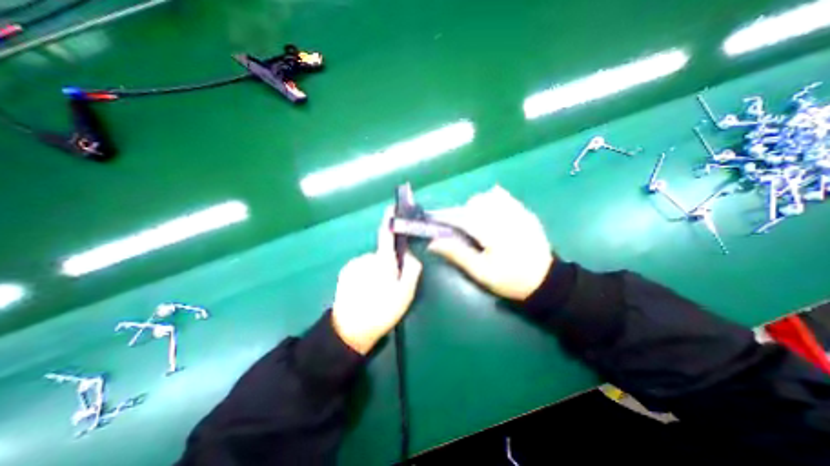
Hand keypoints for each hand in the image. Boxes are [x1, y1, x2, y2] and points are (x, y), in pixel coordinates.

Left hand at [331, 209, 422, 354]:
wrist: (350, 330)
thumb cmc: (381, 311)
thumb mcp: (405, 294)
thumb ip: (411, 269)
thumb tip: (409, 253)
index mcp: (382, 261)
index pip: (386, 233)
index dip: (390, 219)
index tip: (393, 208)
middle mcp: (366, 258)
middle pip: (382, 252)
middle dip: (389, 261)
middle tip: (392, 281)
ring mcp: (354, 264)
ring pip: (372, 261)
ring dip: (377, 269)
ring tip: (378, 289)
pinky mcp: (346, 271)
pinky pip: (362, 266)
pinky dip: (367, 273)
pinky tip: (367, 290)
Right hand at [427, 185, 549, 299]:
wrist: (545, 281)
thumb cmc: (509, 279)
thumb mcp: (480, 272)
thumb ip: (457, 254)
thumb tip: (433, 243)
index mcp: (493, 232)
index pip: (465, 215)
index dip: (450, 217)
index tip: (443, 224)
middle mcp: (506, 217)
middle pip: (477, 202)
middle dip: (466, 212)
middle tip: (466, 229)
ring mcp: (519, 212)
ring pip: (490, 196)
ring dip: (479, 206)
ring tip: (480, 223)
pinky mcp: (526, 213)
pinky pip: (506, 197)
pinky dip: (494, 201)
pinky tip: (493, 216)